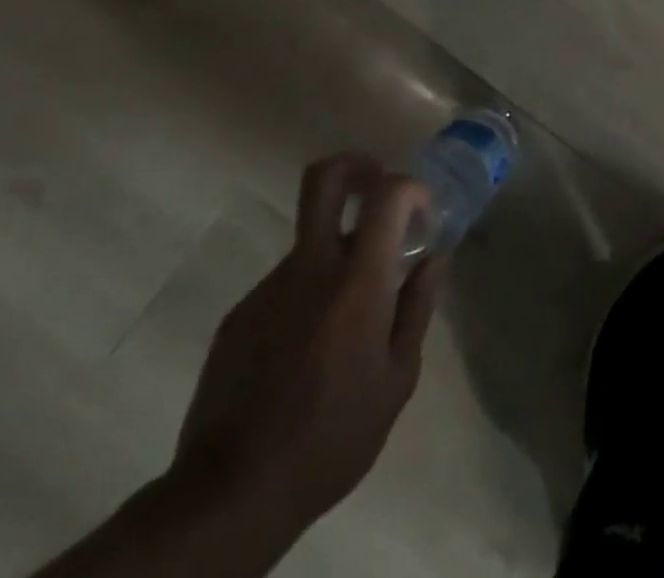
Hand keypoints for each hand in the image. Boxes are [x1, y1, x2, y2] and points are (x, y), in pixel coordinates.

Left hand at [167, 153, 446, 533]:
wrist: (229, 496)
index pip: (387, 192)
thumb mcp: (398, 377)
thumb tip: (434, 256)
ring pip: (312, 242)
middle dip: (357, 166)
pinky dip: (309, 295)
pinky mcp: (238, 317)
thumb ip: (419, 306)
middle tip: (379, 190)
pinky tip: (312, 349)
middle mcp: (310, 268)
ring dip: (338, 258)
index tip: (423, 218)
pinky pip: (287, 285)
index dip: (412, 188)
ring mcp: (267, 289)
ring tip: (347, 321)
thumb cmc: (333, 435)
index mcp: (357, 280)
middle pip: (325, 178)